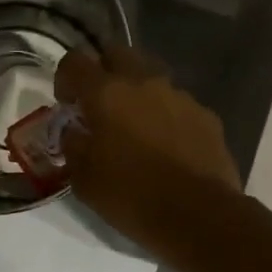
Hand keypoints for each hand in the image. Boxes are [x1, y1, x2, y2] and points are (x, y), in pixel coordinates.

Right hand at [55, 45, 241, 253]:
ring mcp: (180, 96)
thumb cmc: (131, 196)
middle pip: (117, 54)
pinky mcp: (206, 115)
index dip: (64, 79)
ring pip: (151, 78)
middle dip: (104, 73)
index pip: (74, 62)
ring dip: (138, 95)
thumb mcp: (84, 178)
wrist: (199, 216)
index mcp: (106, 93)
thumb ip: (73, 145)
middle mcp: (144, 82)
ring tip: (136, 130)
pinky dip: (166, 116)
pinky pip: (178, 105)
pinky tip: (167, 147)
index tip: (66, 104)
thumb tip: (73, 131)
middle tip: (100, 106)